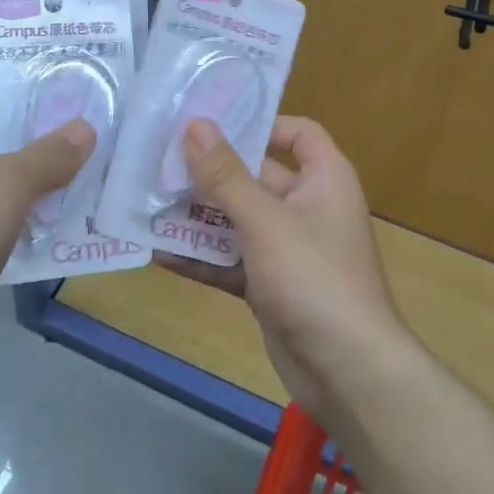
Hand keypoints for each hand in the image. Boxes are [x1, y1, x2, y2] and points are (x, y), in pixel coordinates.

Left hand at [0, 51, 92, 386]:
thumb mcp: (3, 185)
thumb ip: (49, 155)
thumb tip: (85, 128)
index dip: (14, 49)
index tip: (61, 46)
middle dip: (41, 106)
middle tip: (94, 99)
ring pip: (1, 161)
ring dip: (41, 158)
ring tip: (94, 148)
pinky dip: (30, 201)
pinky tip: (70, 207)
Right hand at [156, 117, 408, 415]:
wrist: (347, 372)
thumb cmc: (314, 278)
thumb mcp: (266, 220)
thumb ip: (226, 175)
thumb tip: (195, 123)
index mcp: (324, 179)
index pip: (298, 133)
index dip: (261, 123)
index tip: (211, 122)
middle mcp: (307, 207)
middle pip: (256, 176)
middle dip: (209, 172)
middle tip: (157, 159)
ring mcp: (287, 249)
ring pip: (237, 221)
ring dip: (198, 216)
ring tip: (147, 202)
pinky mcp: (270, 285)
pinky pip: (231, 261)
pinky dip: (202, 257)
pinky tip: (159, 252)